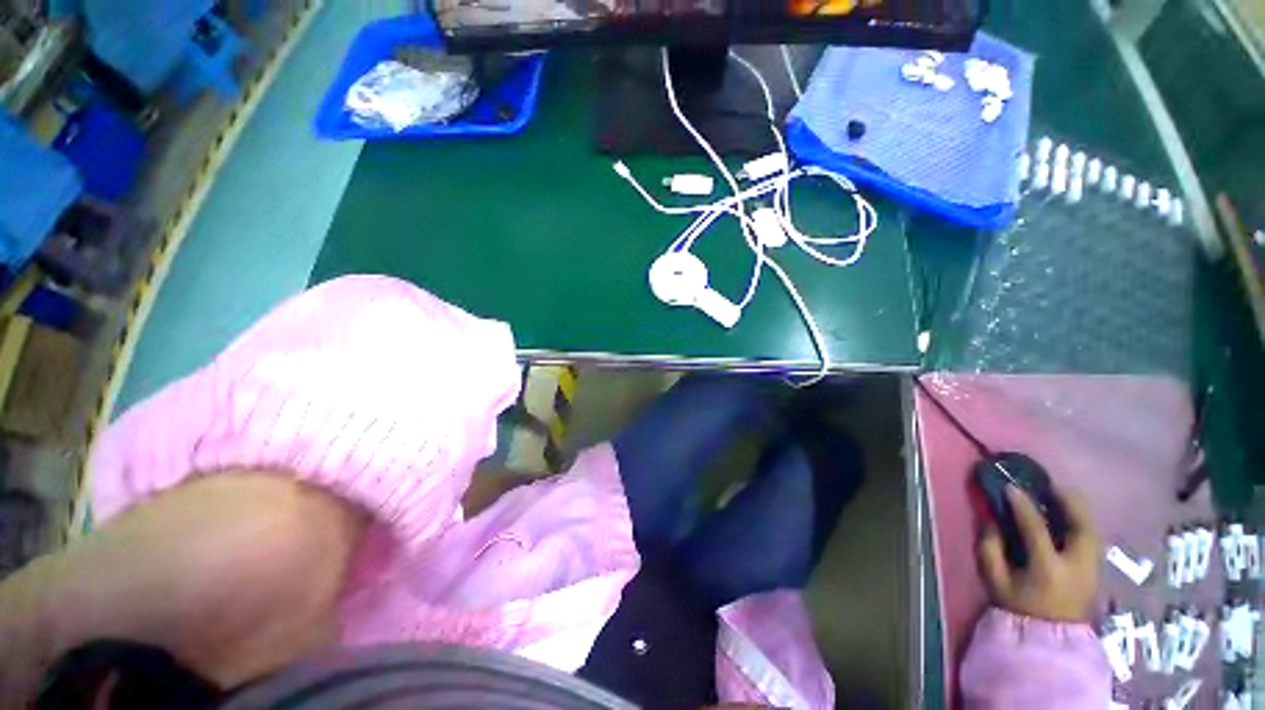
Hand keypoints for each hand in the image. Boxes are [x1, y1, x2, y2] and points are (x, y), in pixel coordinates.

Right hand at [978, 485, 1100, 623]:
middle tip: (1047, 486)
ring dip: (1076, 508)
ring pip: (1092, 527)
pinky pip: (1092, 536)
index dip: (1022, 504)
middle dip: (1066, 500)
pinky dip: (1081, 520)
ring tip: (1058, 497)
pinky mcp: (1097, 568)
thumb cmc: (1019, 606)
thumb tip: (990, 520)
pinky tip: (1067, 517)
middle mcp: (1076, 564)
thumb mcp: (995, 580)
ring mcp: (1092, 567)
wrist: (1050, 636)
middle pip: (1081, 524)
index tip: (1010, 486)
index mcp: (1047, 568)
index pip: (1036, 527)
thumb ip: (989, 548)